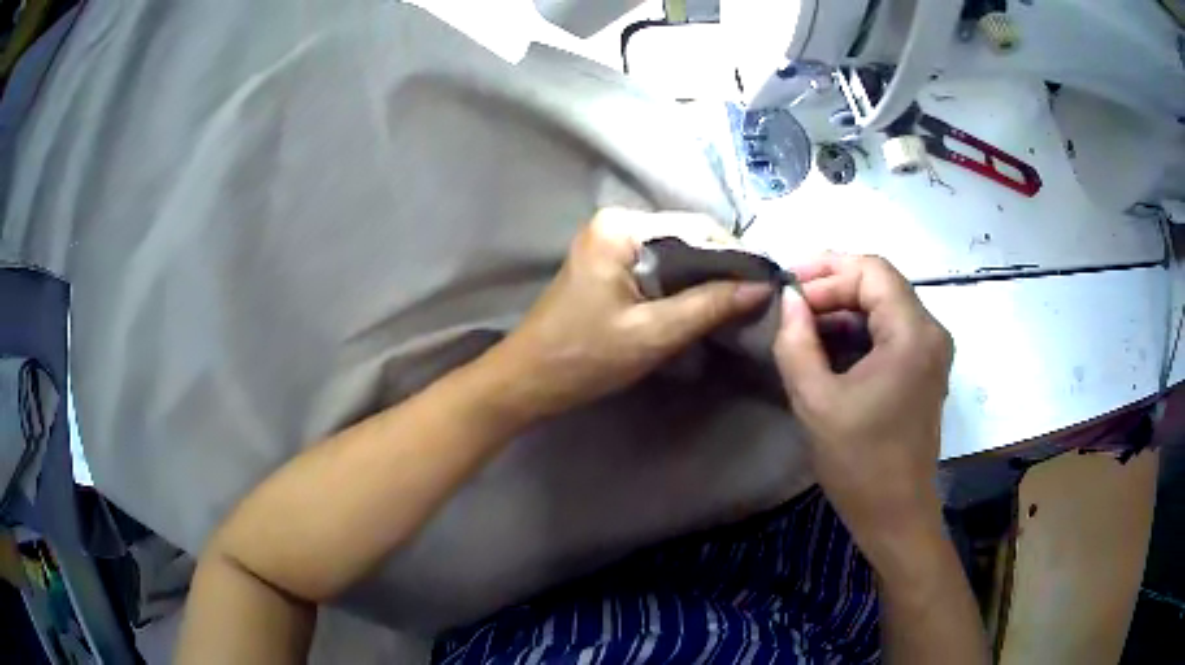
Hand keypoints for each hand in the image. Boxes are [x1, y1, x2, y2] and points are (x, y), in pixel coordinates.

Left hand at [489, 208, 771, 420]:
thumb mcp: (653, 334)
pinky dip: (681, 286)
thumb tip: (761, 286)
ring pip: (675, 254)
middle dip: (721, 269)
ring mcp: (610, 243)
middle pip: (686, 238)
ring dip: (704, 279)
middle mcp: (615, 223)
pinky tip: (703, 306)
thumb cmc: (584, 357)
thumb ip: (709, 305)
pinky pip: (658, 267)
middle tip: (756, 299)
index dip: (735, 255)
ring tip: (738, 305)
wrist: (528, 380)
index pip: (696, 228)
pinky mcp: (609, 265)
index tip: (766, 284)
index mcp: (621, 227)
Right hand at [772, 255, 953, 545]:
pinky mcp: (924, 368)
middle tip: (790, 305)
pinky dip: (858, 330)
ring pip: (884, 305)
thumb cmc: (859, 463)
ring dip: (843, 308)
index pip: (873, 270)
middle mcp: (930, 332)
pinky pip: (889, 331)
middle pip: (881, 284)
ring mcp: (930, 350)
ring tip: (801, 324)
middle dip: (833, 287)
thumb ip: (796, 341)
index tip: (789, 289)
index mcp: (913, 334)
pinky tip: (826, 345)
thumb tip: (789, 299)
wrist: (895, 515)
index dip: (828, 270)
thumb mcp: (816, 401)